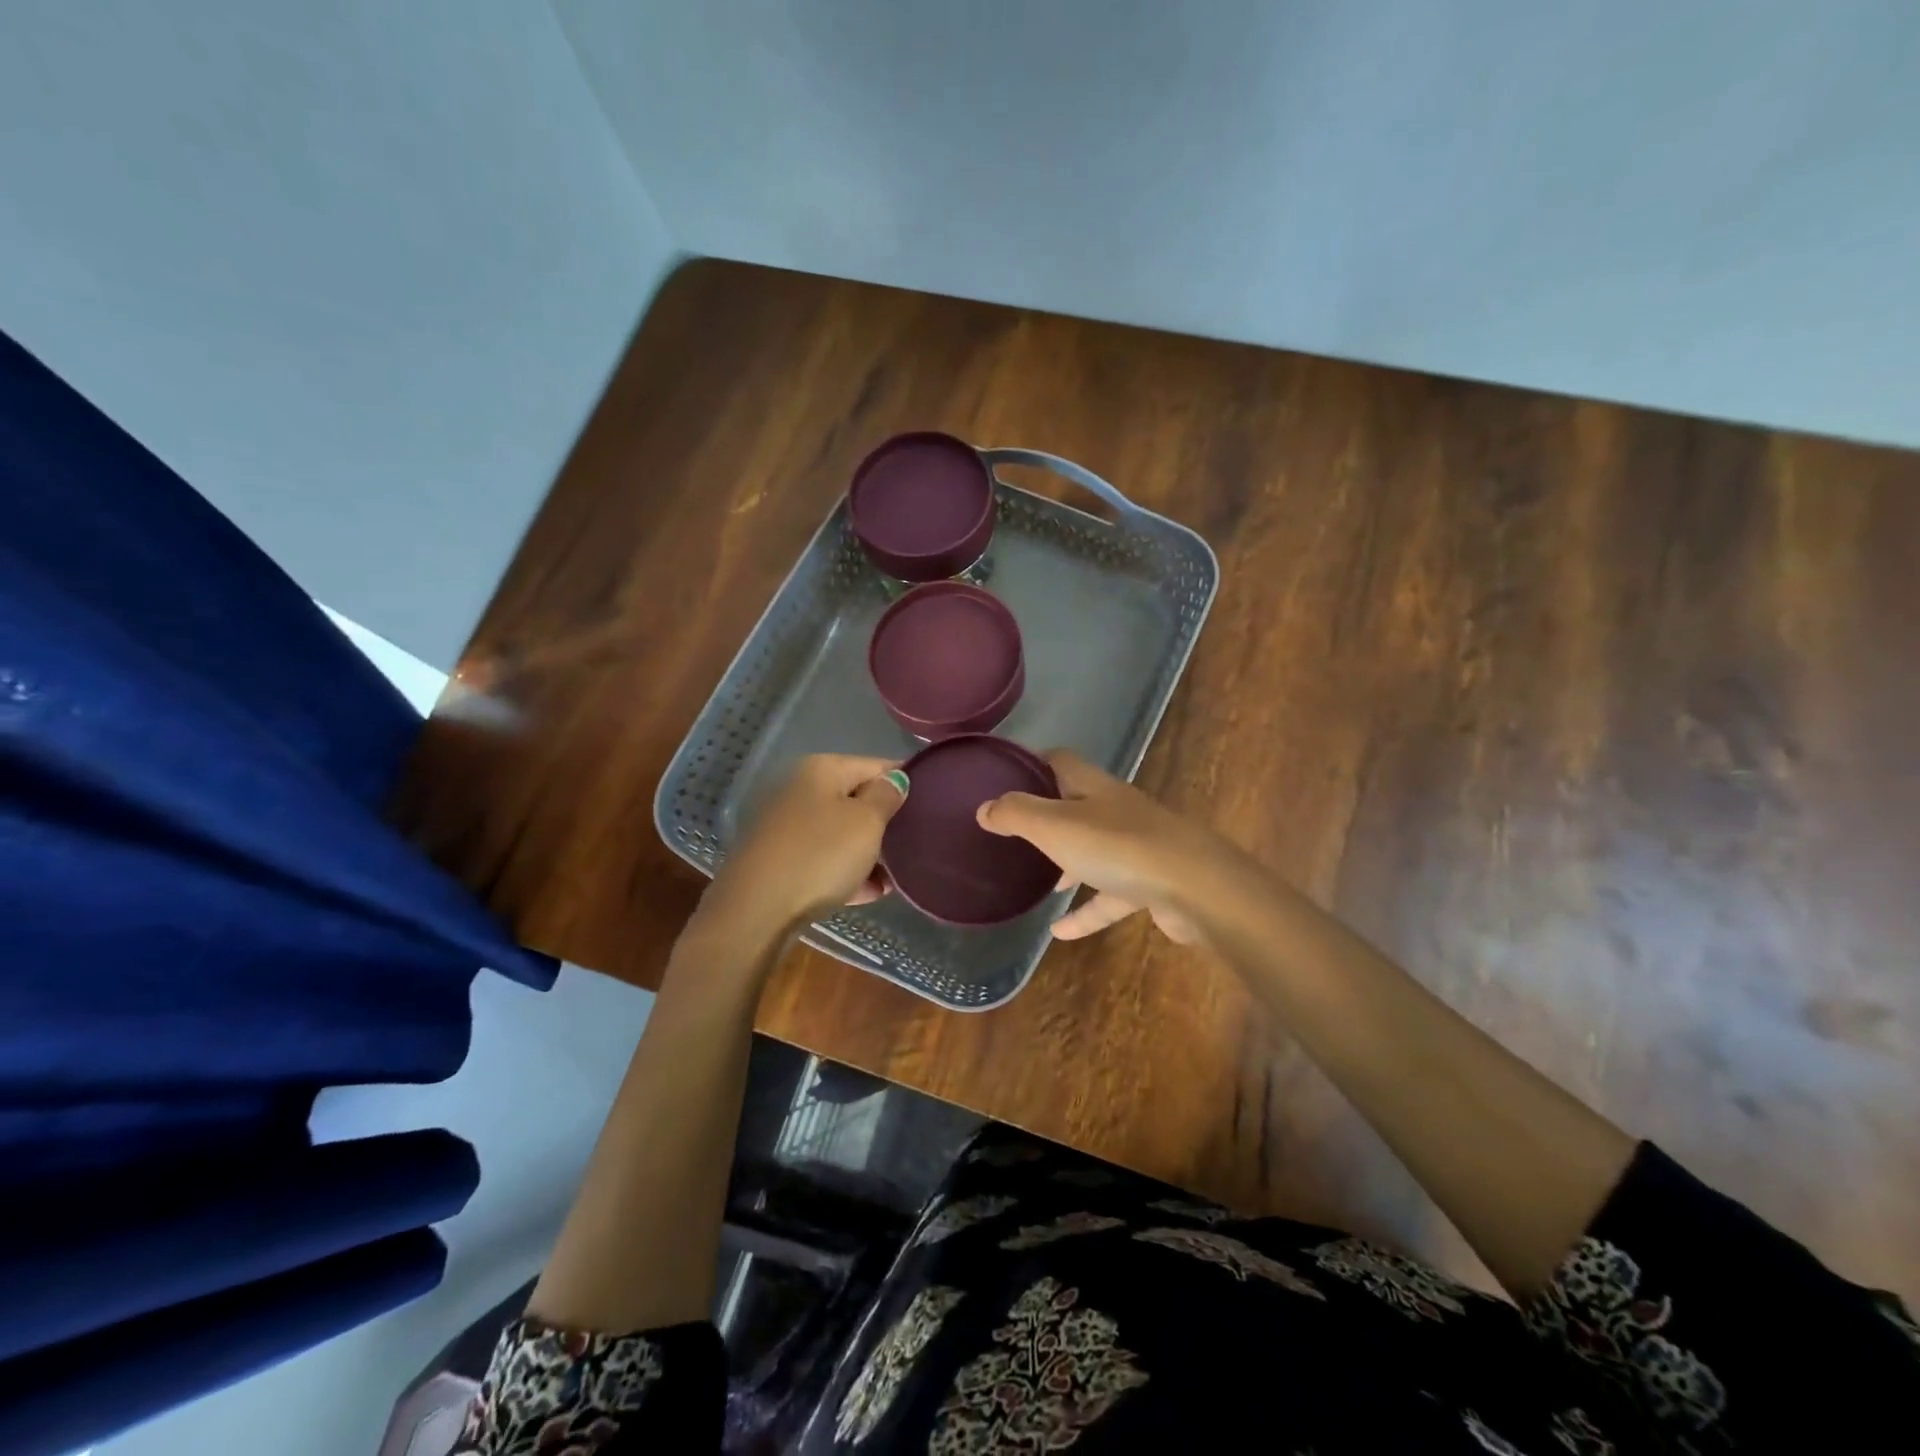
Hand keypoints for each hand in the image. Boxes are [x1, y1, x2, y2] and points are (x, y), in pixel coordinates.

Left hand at [700, 754, 907, 940]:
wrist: (755, 910)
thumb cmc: (820, 855)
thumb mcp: (866, 822)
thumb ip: (886, 796)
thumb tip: (895, 780)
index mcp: (822, 769)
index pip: (877, 765)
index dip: (906, 783)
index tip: (932, 805)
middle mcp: (800, 789)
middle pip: (856, 799)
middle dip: (886, 823)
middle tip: (915, 844)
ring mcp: (786, 826)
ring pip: (840, 832)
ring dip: (868, 852)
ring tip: (895, 877)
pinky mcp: (779, 860)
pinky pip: (823, 858)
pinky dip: (845, 871)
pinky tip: (869, 893)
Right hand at [975, 750, 1233, 943]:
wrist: (1196, 887)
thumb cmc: (1117, 846)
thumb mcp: (1054, 826)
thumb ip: (1016, 814)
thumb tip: (985, 807)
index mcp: (1093, 787)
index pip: (1060, 761)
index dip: (1033, 763)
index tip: (1004, 775)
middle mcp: (1116, 810)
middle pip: (1077, 804)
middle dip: (1048, 815)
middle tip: (1015, 830)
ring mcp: (1137, 847)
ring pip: (1094, 851)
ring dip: (1068, 864)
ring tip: (1038, 882)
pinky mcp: (1150, 884)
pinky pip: (1109, 897)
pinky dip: (1086, 912)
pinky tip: (1059, 933)